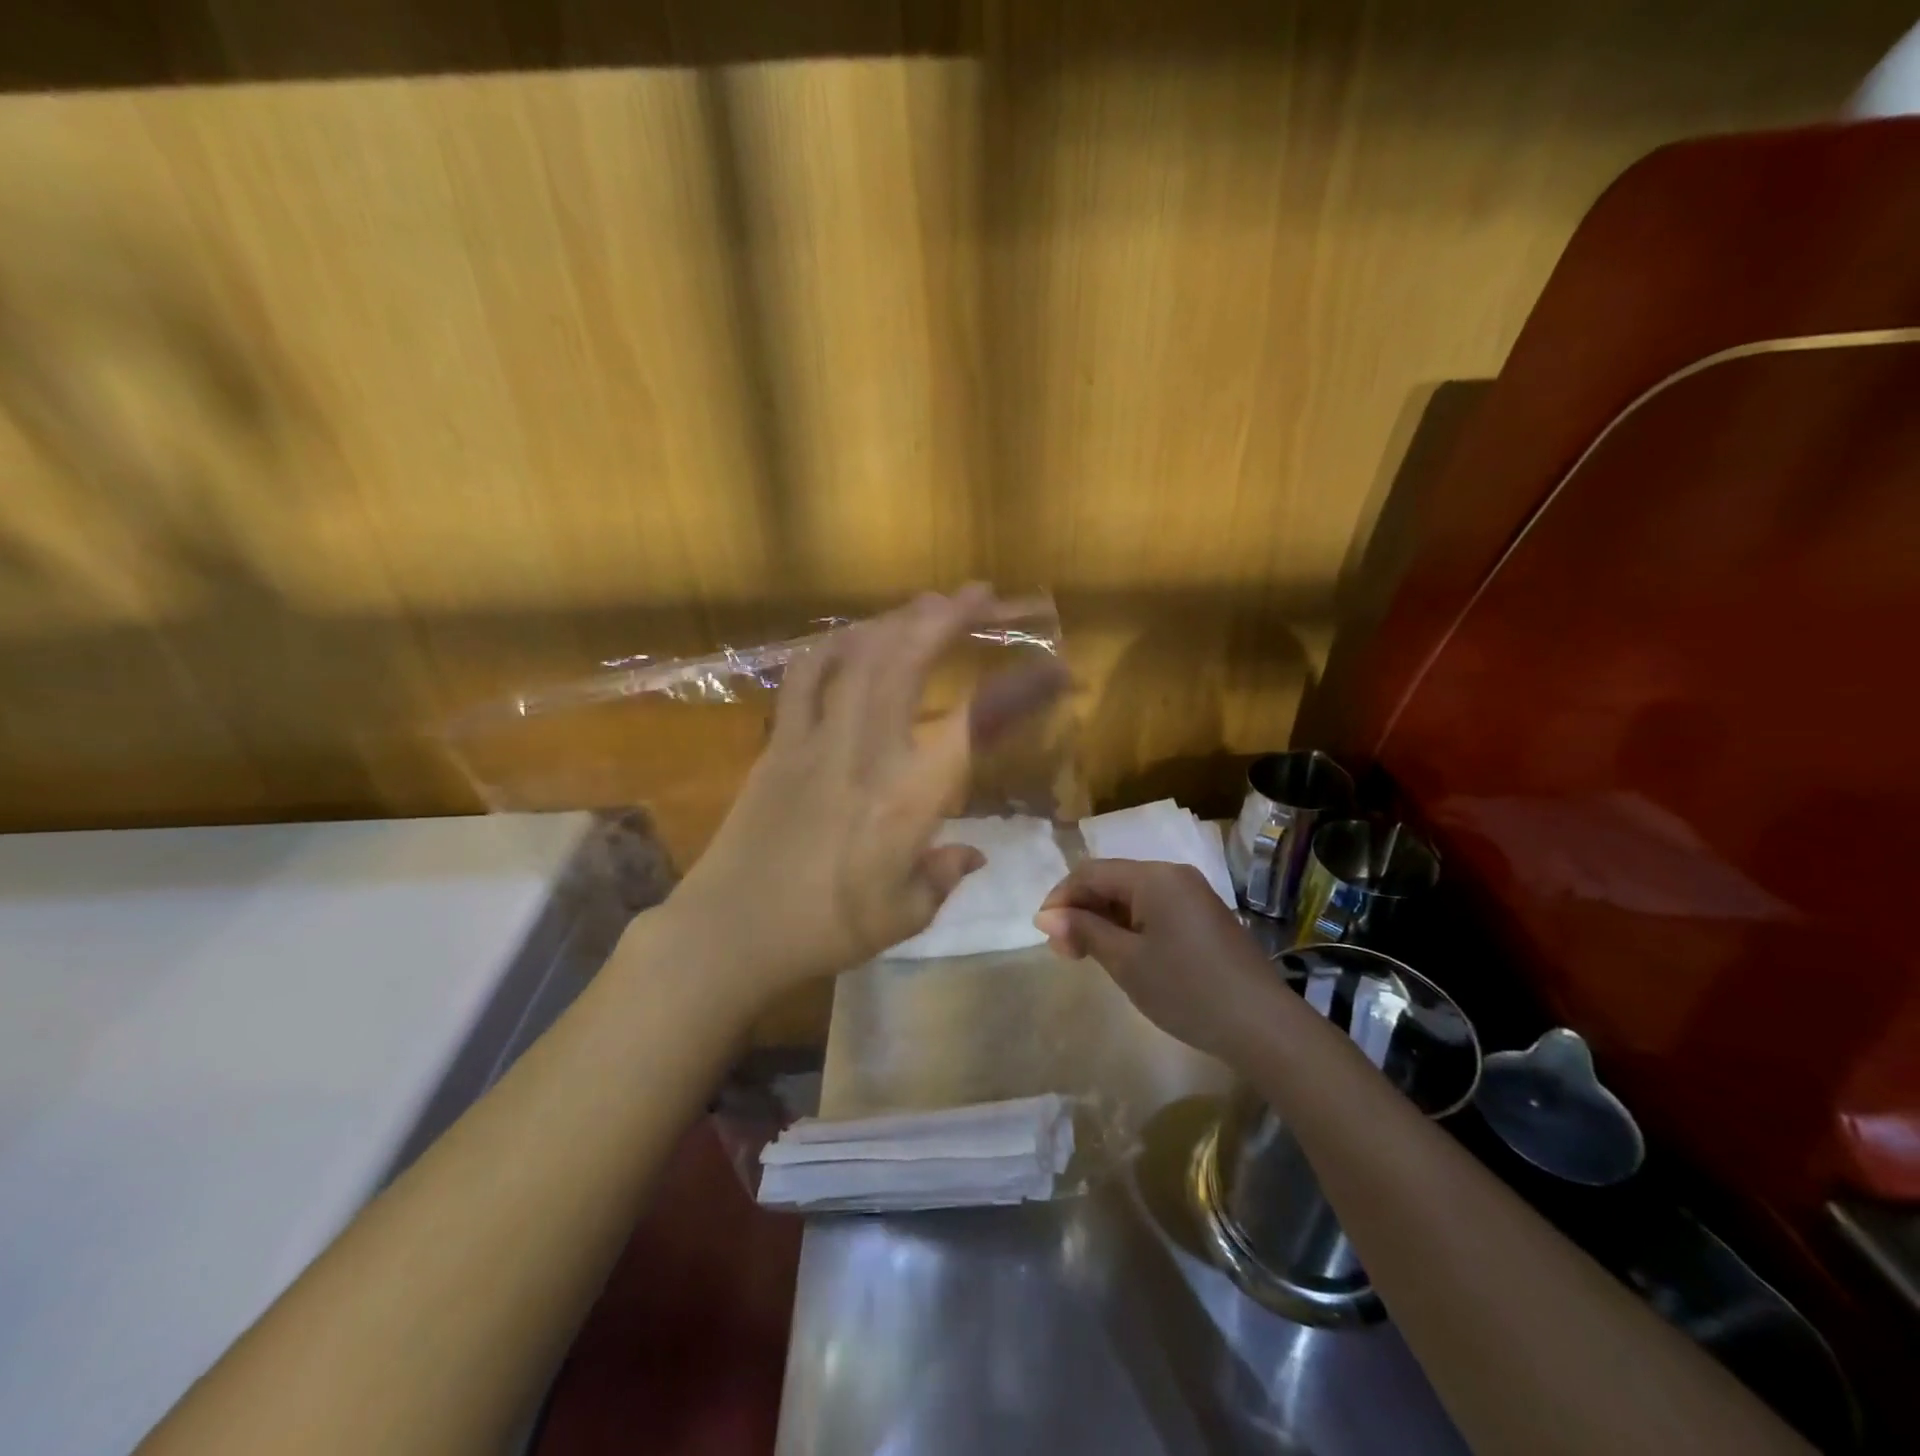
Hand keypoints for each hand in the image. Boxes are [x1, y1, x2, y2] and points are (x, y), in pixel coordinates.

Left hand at [671, 585, 1067, 1005]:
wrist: (731, 931)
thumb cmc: (826, 931)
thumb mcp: (905, 914)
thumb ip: (945, 875)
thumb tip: (972, 853)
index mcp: (910, 797)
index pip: (978, 723)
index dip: (1022, 689)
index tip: (1055, 668)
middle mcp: (868, 751)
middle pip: (910, 659)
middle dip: (950, 616)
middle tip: (981, 594)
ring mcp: (816, 739)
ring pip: (859, 656)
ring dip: (897, 620)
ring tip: (925, 606)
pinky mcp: (778, 742)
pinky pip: (806, 676)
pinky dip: (834, 647)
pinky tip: (852, 640)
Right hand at [1034, 859, 1285, 1063]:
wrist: (1263, 1026)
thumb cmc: (1187, 990)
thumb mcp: (1126, 962)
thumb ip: (1084, 931)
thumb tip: (1045, 916)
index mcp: (1154, 877)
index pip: (1091, 873)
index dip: (1061, 898)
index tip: (1043, 934)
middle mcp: (1174, 875)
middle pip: (1112, 881)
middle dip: (1082, 910)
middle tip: (1064, 952)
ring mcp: (1193, 896)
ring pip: (1132, 896)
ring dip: (1104, 920)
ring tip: (1087, 956)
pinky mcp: (1204, 918)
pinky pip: (1155, 910)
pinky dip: (1130, 927)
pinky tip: (1123, 954)